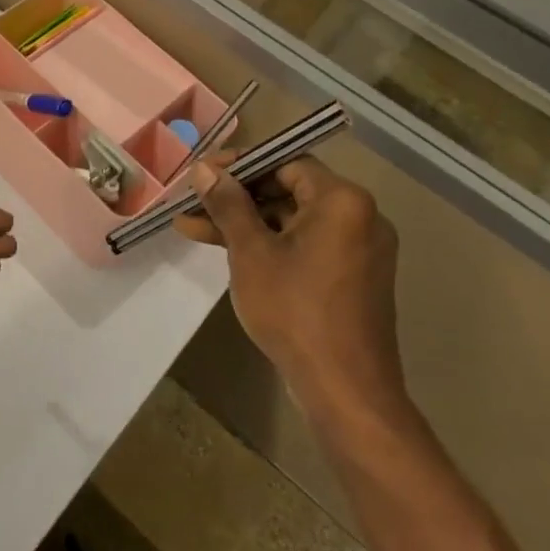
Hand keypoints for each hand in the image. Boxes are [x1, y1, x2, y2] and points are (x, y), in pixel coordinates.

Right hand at [173, 155, 407, 434]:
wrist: (344, 388)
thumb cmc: (295, 310)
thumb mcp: (250, 252)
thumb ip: (228, 204)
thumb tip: (204, 169)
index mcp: (342, 201)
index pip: (285, 161)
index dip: (239, 164)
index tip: (200, 174)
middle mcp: (359, 217)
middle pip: (287, 189)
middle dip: (235, 196)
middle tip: (190, 200)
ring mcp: (356, 249)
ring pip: (290, 219)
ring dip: (244, 222)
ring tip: (191, 225)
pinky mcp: (349, 276)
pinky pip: (302, 244)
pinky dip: (267, 244)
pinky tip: (224, 249)